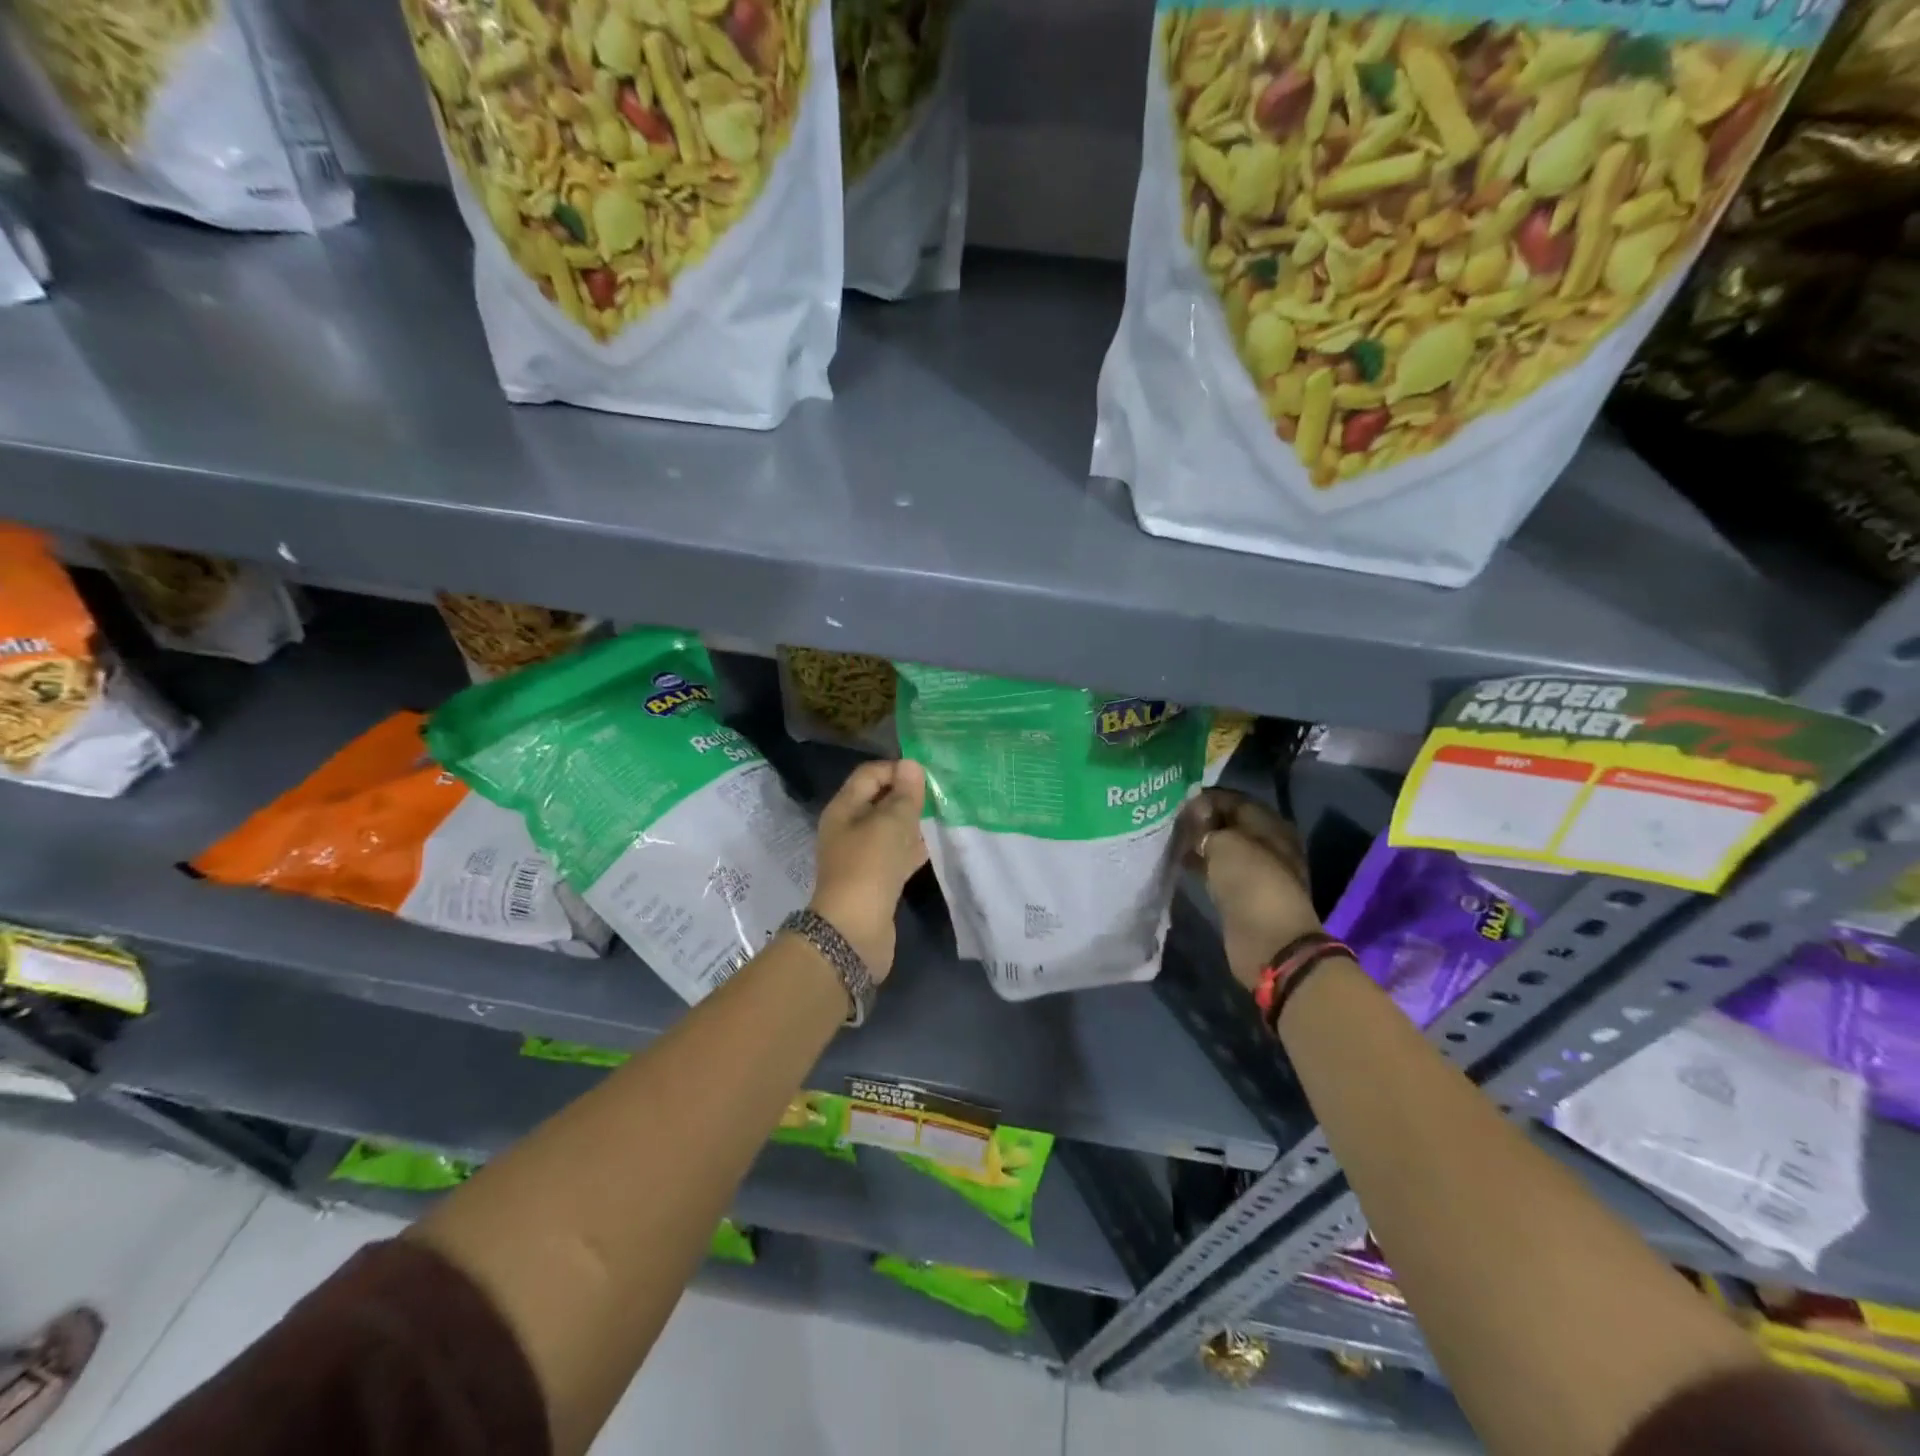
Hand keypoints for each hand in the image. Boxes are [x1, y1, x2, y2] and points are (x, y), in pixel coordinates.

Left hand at [810, 759, 928, 981]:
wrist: (855, 930)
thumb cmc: (870, 867)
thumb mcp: (891, 823)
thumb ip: (904, 794)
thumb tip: (911, 765)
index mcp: (844, 809)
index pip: (870, 774)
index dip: (897, 769)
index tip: (927, 776)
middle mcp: (849, 829)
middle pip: (880, 801)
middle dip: (908, 796)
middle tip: (940, 795)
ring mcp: (861, 856)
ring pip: (890, 829)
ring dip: (913, 823)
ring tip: (942, 815)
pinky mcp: (876, 880)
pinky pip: (896, 855)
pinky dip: (913, 848)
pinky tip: (935, 845)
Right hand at [1178, 789, 1320, 990]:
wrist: (1268, 941)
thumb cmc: (1251, 883)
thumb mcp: (1225, 843)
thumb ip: (1206, 825)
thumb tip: (1193, 816)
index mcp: (1271, 826)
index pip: (1235, 800)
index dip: (1206, 797)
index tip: (1177, 799)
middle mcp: (1267, 845)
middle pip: (1229, 824)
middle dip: (1200, 820)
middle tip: (1169, 819)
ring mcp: (1255, 872)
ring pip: (1222, 848)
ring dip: (1198, 843)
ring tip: (1169, 838)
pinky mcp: (1242, 894)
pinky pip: (1218, 870)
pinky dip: (1200, 864)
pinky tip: (1179, 861)